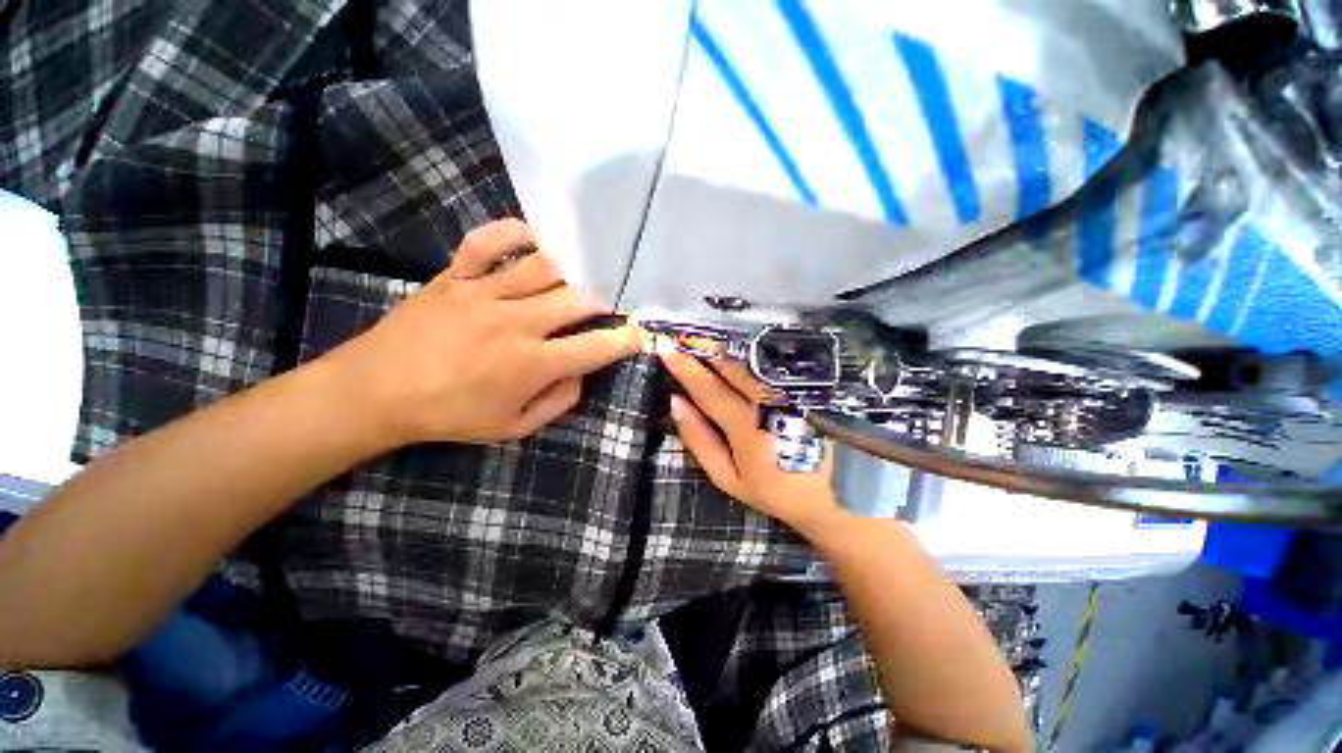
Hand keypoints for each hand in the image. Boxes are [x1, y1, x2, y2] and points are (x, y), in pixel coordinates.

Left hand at [331, 219, 639, 445]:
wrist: (375, 392)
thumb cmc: (450, 415)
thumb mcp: (513, 427)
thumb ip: (558, 402)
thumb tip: (582, 373)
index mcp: (532, 364)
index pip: (595, 347)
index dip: (624, 339)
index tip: (637, 333)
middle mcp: (517, 323)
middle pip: (579, 299)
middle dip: (605, 301)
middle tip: (609, 305)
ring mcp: (485, 293)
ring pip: (545, 267)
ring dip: (573, 270)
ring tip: (583, 275)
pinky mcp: (455, 276)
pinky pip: (488, 242)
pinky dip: (514, 233)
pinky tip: (534, 238)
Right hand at [660, 348, 843, 535]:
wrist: (836, 495)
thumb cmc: (775, 488)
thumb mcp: (728, 476)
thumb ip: (699, 439)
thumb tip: (676, 402)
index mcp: (746, 425)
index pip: (707, 387)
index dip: (684, 366)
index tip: (666, 348)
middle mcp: (770, 400)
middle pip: (731, 365)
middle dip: (704, 347)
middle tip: (684, 335)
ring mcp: (792, 389)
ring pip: (752, 358)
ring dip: (726, 346)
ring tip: (705, 337)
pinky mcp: (808, 385)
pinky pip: (774, 361)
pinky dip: (752, 351)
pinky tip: (739, 346)